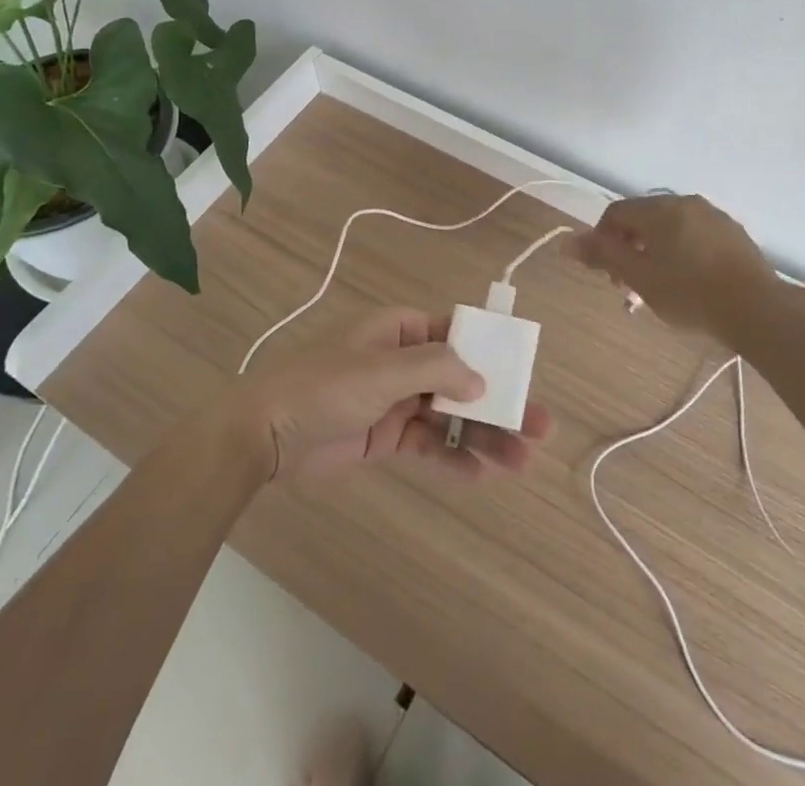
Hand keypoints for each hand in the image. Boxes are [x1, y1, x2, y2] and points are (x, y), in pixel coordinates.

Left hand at [230, 309, 554, 482]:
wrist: (263, 435)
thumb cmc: (326, 385)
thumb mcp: (383, 369)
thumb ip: (436, 370)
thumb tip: (481, 380)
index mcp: (401, 330)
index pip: (457, 334)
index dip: (492, 351)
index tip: (524, 372)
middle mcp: (404, 362)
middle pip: (462, 379)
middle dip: (500, 401)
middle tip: (541, 426)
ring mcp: (396, 401)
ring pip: (451, 416)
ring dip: (485, 435)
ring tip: (523, 459)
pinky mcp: (385, 437)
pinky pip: (429, 445)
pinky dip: (454, 458)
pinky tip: (484, 474)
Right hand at [569, 194, 780, 343]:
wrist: (757, 308)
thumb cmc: (689, 293)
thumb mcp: (639, 277)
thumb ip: (603, 256)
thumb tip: (567, 240)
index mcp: (659, 209)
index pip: (615, 213)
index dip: (602, 241)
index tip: (608, 274)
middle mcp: (685, 203)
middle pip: (643, 220)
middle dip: (629, 250)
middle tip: (631, 287)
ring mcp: (713, 216)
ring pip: (670, 229)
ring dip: (655, 253)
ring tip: (659, 289)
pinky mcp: (733, 234)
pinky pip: (695, 236)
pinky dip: (682, 254)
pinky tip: (689, 283)